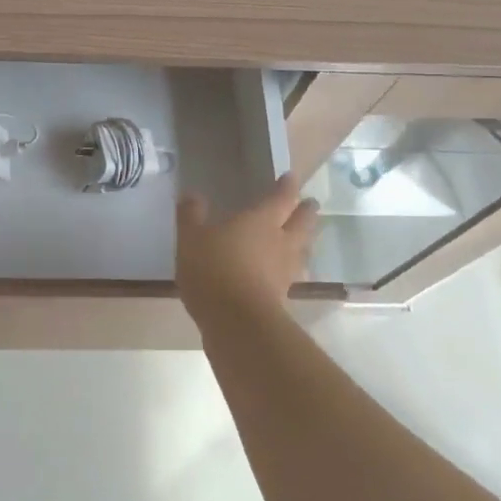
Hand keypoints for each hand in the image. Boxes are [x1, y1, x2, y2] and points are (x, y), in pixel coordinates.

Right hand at [176, 174, 317, 326]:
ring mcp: (284, 271)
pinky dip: (290, 269)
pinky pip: (291, 275)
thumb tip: (191, 194)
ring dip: (304, 241)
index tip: (291, 178)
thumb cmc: (213, 269)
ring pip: (302, 250)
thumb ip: (191, 215)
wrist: (236, 322)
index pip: (281, 197)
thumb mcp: (191, 239)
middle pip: (302, 223)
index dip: (287, 186)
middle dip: (306, 212)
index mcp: (261, 221)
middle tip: (310, 205)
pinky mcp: (282, 297)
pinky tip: (282, 273)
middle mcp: (280, 242)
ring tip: (303, 238)